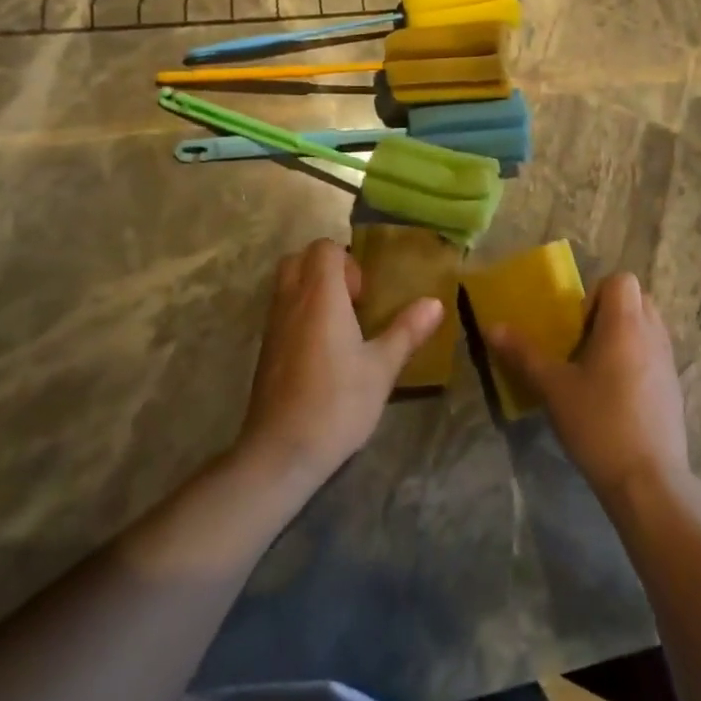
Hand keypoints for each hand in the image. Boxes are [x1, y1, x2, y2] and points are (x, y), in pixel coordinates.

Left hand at [238, 239, 441, 488]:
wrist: (281, 451)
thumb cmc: (337, 403)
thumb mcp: (382, 368)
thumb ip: (407, 331)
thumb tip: (435, 303)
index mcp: (320, 296)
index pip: (324, 248)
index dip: (347, 261)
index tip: (364, 295)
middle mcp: (291, 301)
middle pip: (299, 259)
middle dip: (326, 268)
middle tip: (352, 300)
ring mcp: (272, 325)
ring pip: (286, 284)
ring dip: (311, 290)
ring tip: (340, 324)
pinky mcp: (265, 349)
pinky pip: (280, 311)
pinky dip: (299, 313)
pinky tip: (323, 349)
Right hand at [481, 272, 689, 502]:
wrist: (649, 481)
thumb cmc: (599, 424)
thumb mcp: (553, 388)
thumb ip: (523, 354)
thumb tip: (492, 327)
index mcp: (626, 324)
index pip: (621, 280)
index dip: (595, 294)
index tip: (576, 327)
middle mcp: (653, 334)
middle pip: (636, 300)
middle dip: (608, 313)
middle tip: (582, 344)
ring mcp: (668, 362)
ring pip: (647, 328)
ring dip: (622, 337)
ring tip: (595, 371)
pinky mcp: (673, 389)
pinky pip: (653, 355)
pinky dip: (635, 361)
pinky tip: (613, 397)